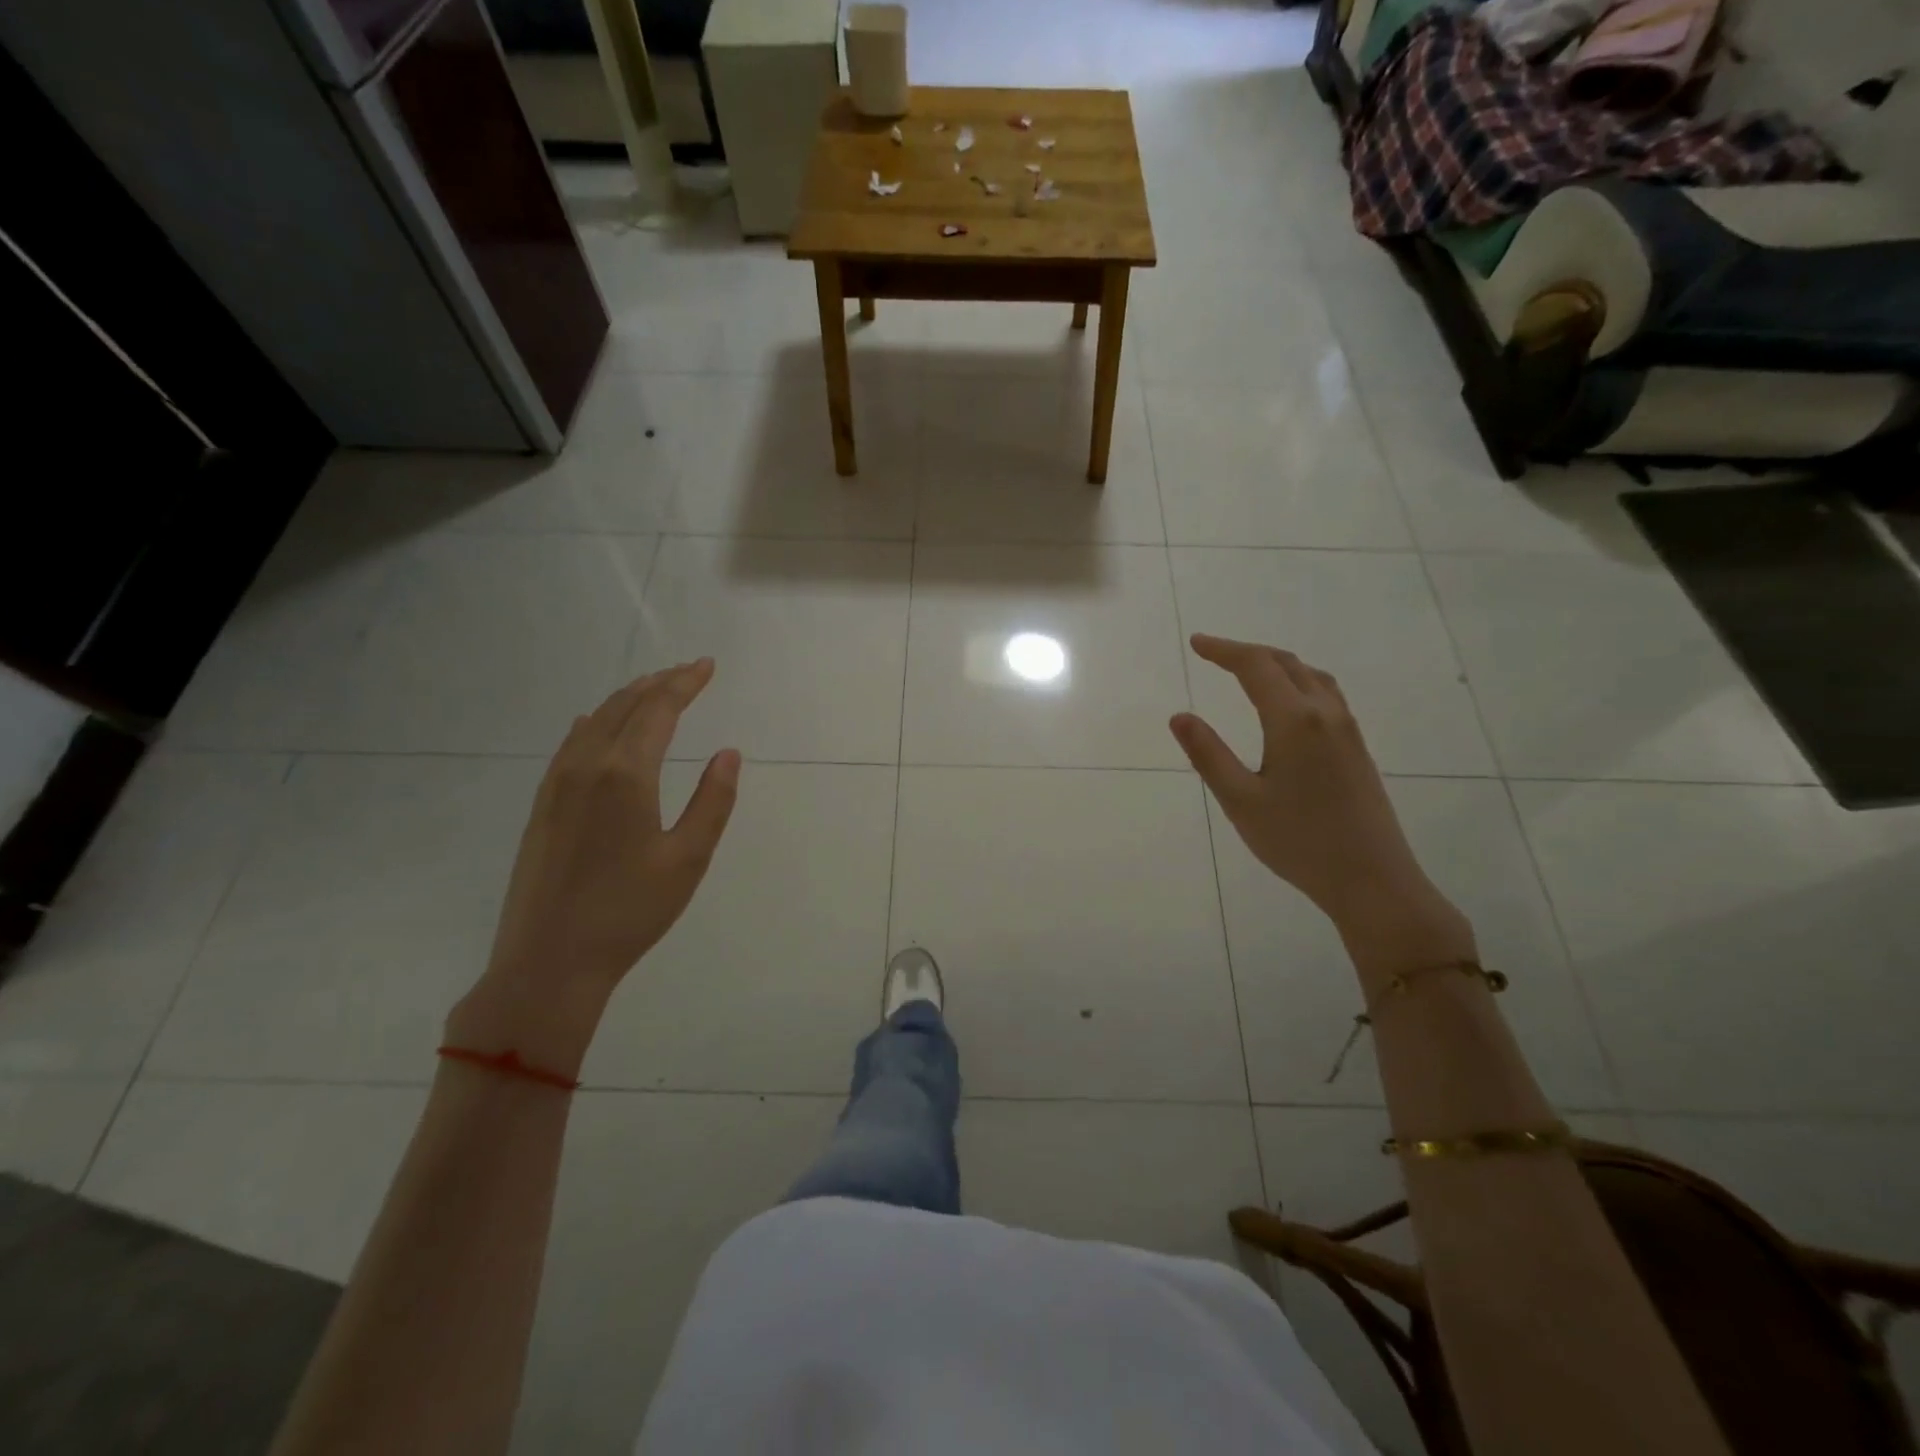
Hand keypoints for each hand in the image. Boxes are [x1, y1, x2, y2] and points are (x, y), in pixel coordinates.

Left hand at [450, 661, 739, 1070]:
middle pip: (625, 707)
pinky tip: (595, 724)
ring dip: (627, 699)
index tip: (707, 665)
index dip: (685, 683)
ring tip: (653, 690)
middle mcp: (586, 766)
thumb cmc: (629, 912)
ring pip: (594, 721)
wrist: (548, 962)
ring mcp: (556, 784)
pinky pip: (570, 744)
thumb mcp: (688, 858)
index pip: (659, 710)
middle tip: (688, 671)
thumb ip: (713, 801)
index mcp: (626, 774)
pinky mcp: (542, 806)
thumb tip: (727, 753)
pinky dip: (594, 722)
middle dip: (659, 683)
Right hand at [1170, 635, 1467, 955]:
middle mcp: (1325, 714)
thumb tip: (1179, 716)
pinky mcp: (1357, 748)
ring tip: (1247, 670)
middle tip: (1213, 653)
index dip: (1223, 650)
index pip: (1255, 667)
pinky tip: (1287, 703)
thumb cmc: (1298, 841)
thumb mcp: (1240, 800)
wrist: (1372, 879)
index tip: (1196, 643)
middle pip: (1286, 663)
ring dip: (1276, 664)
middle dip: (1247, 653)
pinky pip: (1325, 694)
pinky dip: (1297, 681)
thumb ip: (1208, 754)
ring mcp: (1347, 730)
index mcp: (1294, 721)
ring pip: (1311, 676)